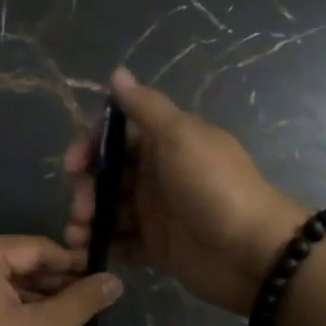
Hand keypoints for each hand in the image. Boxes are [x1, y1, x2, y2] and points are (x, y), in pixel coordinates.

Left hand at [0, 235, 122, 325]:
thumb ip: (82, 301)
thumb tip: (115, 280)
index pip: (33, 248)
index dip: (70, 262)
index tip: (99, 277)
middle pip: (17, 267)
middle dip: (56, 289)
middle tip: (90, 305)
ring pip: (4, 290)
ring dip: (40, 308)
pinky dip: (16, 319)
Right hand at [64, 68, 306, 315]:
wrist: (253, 253)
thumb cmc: (212, 186)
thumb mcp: (179, 136)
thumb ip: (144, 107)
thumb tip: (117, 72)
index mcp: (164, 143)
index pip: (116, 135)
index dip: (89, 146)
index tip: (73, 165)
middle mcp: (157, 174)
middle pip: (107, 175)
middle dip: (86, 189)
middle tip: (80, 211)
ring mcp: (157, 213)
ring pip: (109, 209)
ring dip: (87, 219)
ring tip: (77, 236)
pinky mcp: (157, 248)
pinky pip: (121, 243)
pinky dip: (101, 245)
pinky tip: (86, 253)